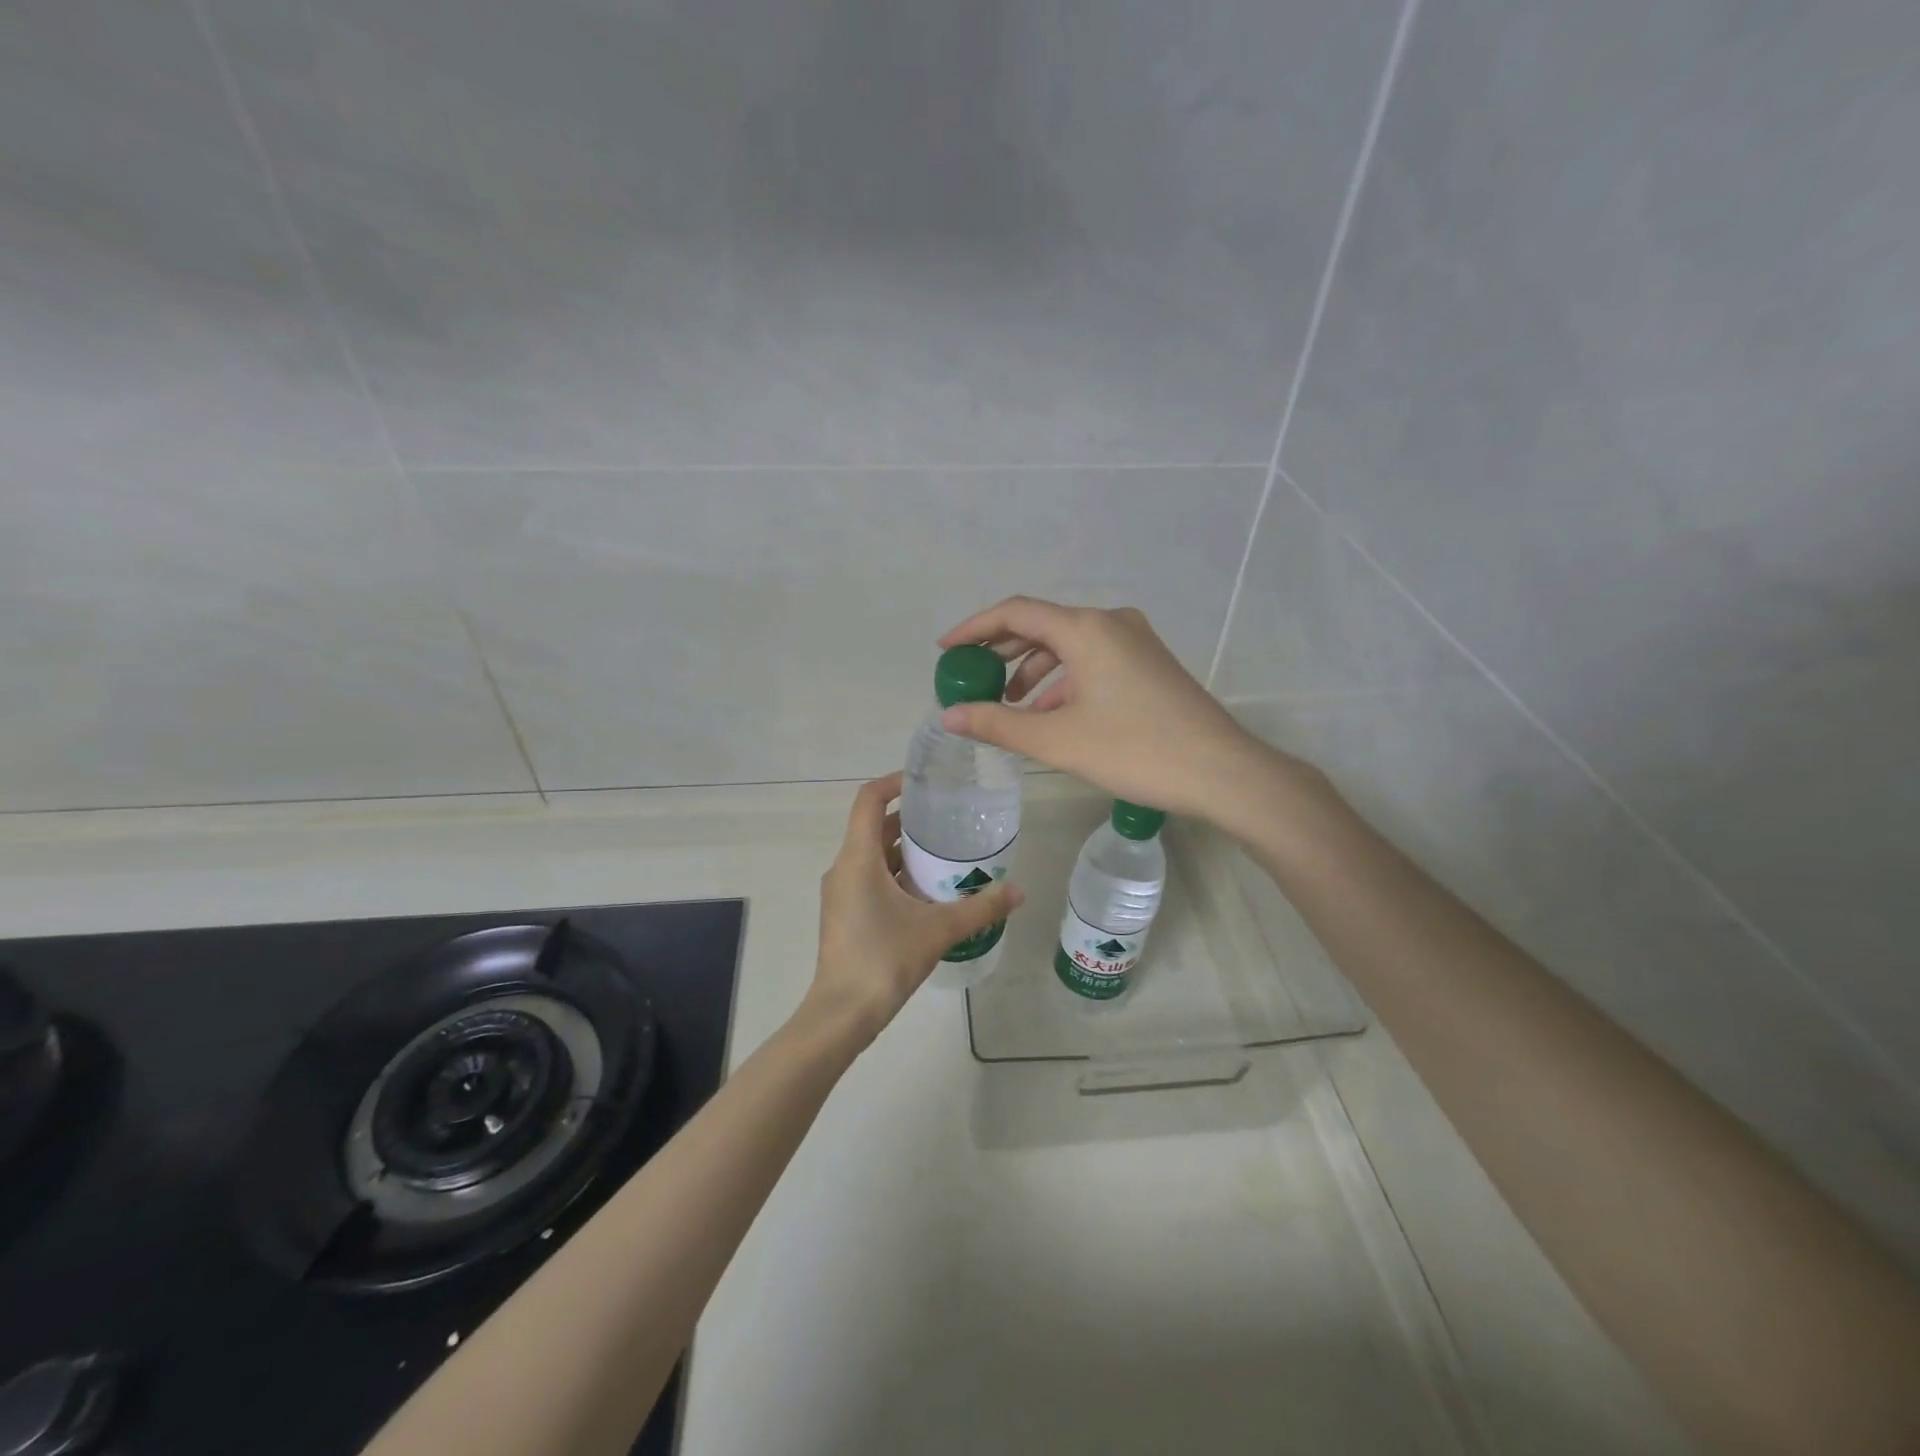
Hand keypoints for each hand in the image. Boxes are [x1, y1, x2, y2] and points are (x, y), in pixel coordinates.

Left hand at [805, 772, 1025, 1047]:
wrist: (842, 1014)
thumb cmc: (884, 960)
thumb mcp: (939, 930)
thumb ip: (980, 907)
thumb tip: (1019, 891)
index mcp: (858, 858)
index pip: (869, 799)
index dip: (895, 781)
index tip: (927, 781)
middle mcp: (844, 868)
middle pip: (873, 826)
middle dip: (909, 818)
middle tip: (948, 817)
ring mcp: (841, 893)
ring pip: (872, 855)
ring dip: (904, 849)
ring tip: (945, 852)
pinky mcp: (845, 914)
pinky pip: (870, 878)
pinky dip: (896, 874)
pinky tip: (928, 891)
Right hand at [936, 597, 1287, 825]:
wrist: (1222, 772)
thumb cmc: (1135, 750)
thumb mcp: (1058, 740)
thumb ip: (998, 724)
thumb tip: (950, 716)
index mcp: (1086, 629)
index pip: (1016, 612)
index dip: (975, 628)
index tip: (946, 650)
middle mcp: (1111, 623)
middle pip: (1042, 626)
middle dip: (1001, 652)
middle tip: (970, 678)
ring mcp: (1134, 643)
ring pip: (1068, 647)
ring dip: (1032, 672)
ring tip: (1006, 706)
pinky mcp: (1148, 665)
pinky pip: (1091, 662)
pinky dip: (1062, 682)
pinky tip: (1048, 715)